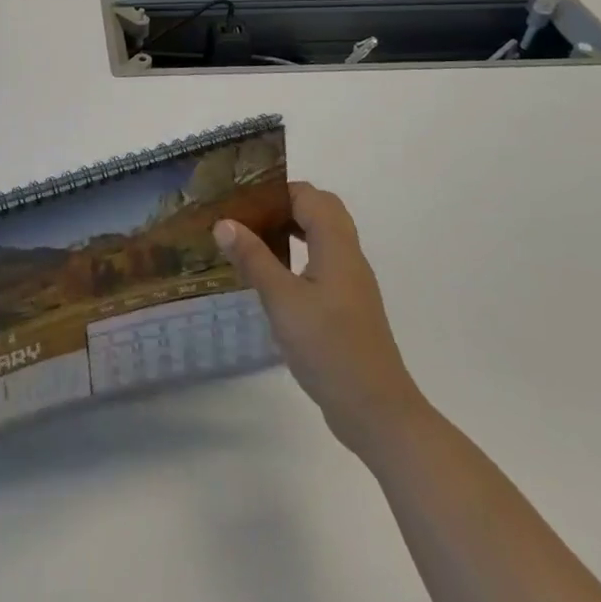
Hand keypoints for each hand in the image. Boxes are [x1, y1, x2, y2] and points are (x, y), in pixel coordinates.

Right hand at [215, 183, 424, 456]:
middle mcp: (349, 257)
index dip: (278, 190)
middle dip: (284, 206)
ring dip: (291, 230)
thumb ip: (253, 259)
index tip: (241, 197)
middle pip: (321, 212)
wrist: (376, 411)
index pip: (310, 197)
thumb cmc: (329, 348)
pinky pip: (322, 262)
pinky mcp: (347, 306)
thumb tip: (224, 222)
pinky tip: (272, 278)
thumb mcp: (283, 301)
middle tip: (246, 216)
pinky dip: (297, 256)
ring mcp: (351, 283)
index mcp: (337, 247)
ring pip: (323, 238)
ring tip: (252, 240)